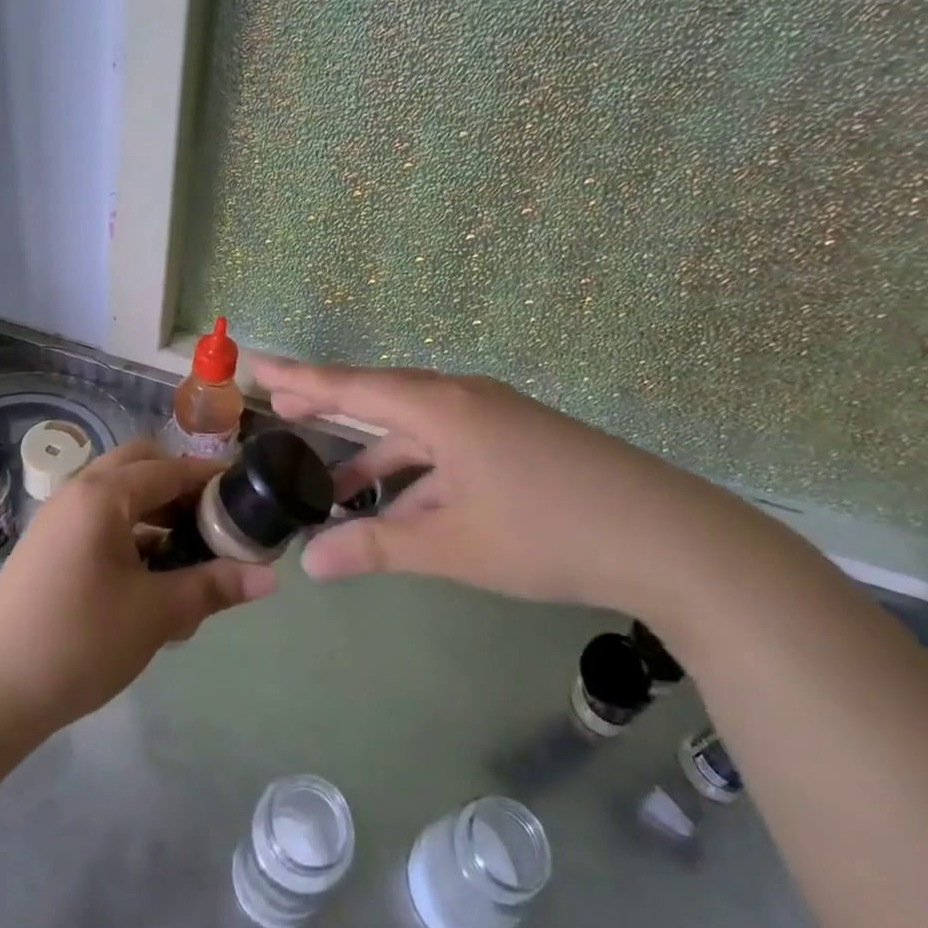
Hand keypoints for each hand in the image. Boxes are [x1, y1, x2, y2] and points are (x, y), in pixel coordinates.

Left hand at [0, 442, 276, 729]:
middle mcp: (79, 492)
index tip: (248, 494)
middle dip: (181, 485)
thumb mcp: (155, 614)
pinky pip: (101, 520)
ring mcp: (59, 519)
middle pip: (141, 466)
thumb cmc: (78, 642)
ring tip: (190, 554)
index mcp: (104, 495)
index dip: (212, 478)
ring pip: (120, 494)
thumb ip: (213, 587)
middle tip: (214, 520)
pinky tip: (152, 579)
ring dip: (157, 511)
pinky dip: (132, 533)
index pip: (171, 468)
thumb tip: (271, 577)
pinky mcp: (49, 547)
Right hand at [254, 355, 749, 613]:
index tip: (258, 365)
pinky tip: (406, 506)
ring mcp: (496, 417)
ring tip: (338, 488)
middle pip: (382, 395)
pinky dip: (419, 470)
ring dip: (379, 453)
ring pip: (419, 426)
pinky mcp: (519, 439)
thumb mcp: (454, 546)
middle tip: (284, 405)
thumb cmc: (548, 534)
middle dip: (333, 403)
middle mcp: (464, 399)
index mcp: (442, 409)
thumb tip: (310, 561)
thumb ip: (378, 548)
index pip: (353, 386)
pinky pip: (450, 444)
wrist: (668, 539)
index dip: (301, 378)